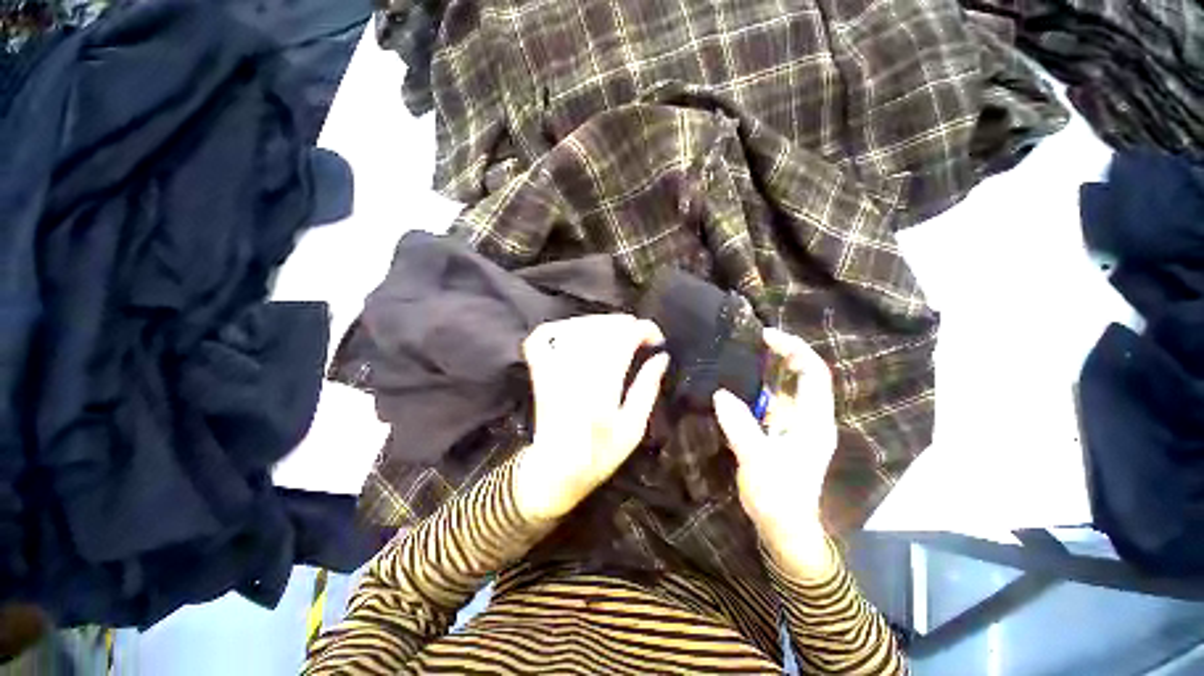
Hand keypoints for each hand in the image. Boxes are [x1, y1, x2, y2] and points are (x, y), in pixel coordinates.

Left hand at [514, 314, 669, 522]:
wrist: (553, 472)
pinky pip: (543, 337)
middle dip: (626, 324)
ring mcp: (551, 370)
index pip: (623, 340)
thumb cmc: (599, 456)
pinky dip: (562, 327)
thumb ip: (647, 389)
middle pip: (601, 328)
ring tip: (617, 333)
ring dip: (601, 323)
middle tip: (639, 336)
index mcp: (601, 390)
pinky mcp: (538, 371)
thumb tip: (662, 357)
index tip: (656, 338)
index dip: (644, 330)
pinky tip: (578, 332)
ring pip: (577, 326)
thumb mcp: (633, 430)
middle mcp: (575, 374)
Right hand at [712, 328, 837, 578]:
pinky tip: (735, 383)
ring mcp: (793, 424)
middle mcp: (808, 417)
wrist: (783, 527)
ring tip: (740, 354)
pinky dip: (755, 388)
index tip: (767, 336)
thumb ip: (740, 426)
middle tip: (750, 340)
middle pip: (801, 375)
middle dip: (781, 353)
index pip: (814, 373)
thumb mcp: (758, 461)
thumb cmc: (778, 496)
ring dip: (766, 369)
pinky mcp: (778, 431)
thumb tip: (720, 394)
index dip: (795, 349)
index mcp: (814, 421)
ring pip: (783, 387)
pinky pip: (768, 401)